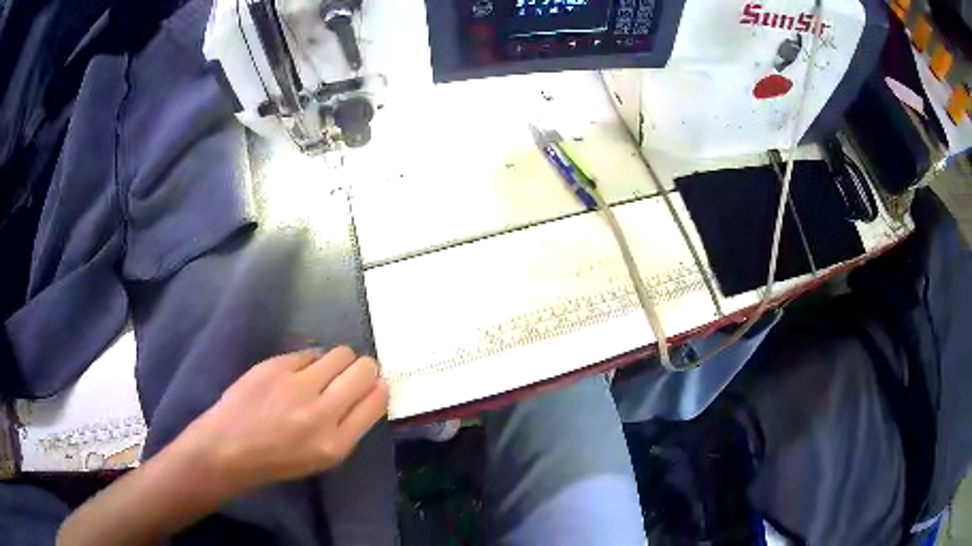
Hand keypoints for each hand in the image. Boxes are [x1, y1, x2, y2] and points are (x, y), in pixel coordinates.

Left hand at [182, 347, 388, 496]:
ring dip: (339, 360)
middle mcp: (321, 413)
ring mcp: (296, 386)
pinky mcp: (275, 366)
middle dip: (365, 368)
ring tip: (324, 372)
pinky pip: (309, 352)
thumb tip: (368, 392)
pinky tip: (297, 373)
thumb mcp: (322, 459)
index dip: (379, 387)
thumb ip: (349, 428)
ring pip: (339, 353)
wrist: (230, 447)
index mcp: (336, 443)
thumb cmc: (278, 460)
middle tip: (353, 373)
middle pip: (364, 370)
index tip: (374, 384)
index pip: (376, 400)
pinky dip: (311, 360)